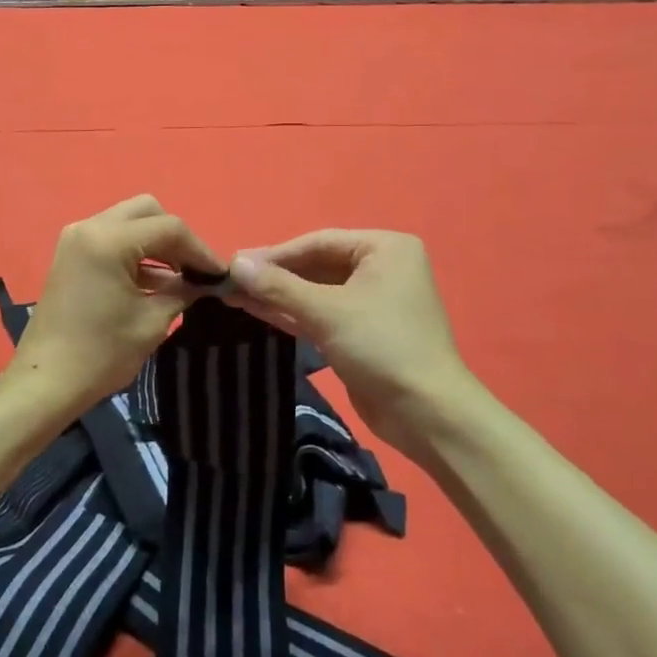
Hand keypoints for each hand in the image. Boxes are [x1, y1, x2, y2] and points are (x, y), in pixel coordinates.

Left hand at [6, 196, 223, 422]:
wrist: (46, 382)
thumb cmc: (101, 354)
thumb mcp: (152, 322)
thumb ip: (182, 292)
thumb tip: (203, 282)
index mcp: (108, 240)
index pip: (169, 228)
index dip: (200, 250)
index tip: (220, 274)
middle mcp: (90, 227)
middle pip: (147, 212)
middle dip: (176, 238)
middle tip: (194, 270)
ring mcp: (76, 239)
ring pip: (129, 222)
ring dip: (156, 244)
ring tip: (181, 278)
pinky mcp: (71, 255)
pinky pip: (112, 239)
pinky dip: (136, 253)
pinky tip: (157, 282)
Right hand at [225, 230, 475, 468]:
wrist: (427, 414)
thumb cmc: (382, 347)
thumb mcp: (327, 312)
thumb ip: (279, 286)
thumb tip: (234, 263)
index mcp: (384, 248)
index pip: (318, 242)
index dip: (274, 254)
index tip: (234, 264)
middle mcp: (380, 268)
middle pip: (315, 265)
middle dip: (274, 276)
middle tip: (229, 282)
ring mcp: (371, 301)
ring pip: (315, 291)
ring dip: (277, 295)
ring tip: (233, 296)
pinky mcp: (361, 332)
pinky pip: (320, 313)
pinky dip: (291, 313)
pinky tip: (256, 311)